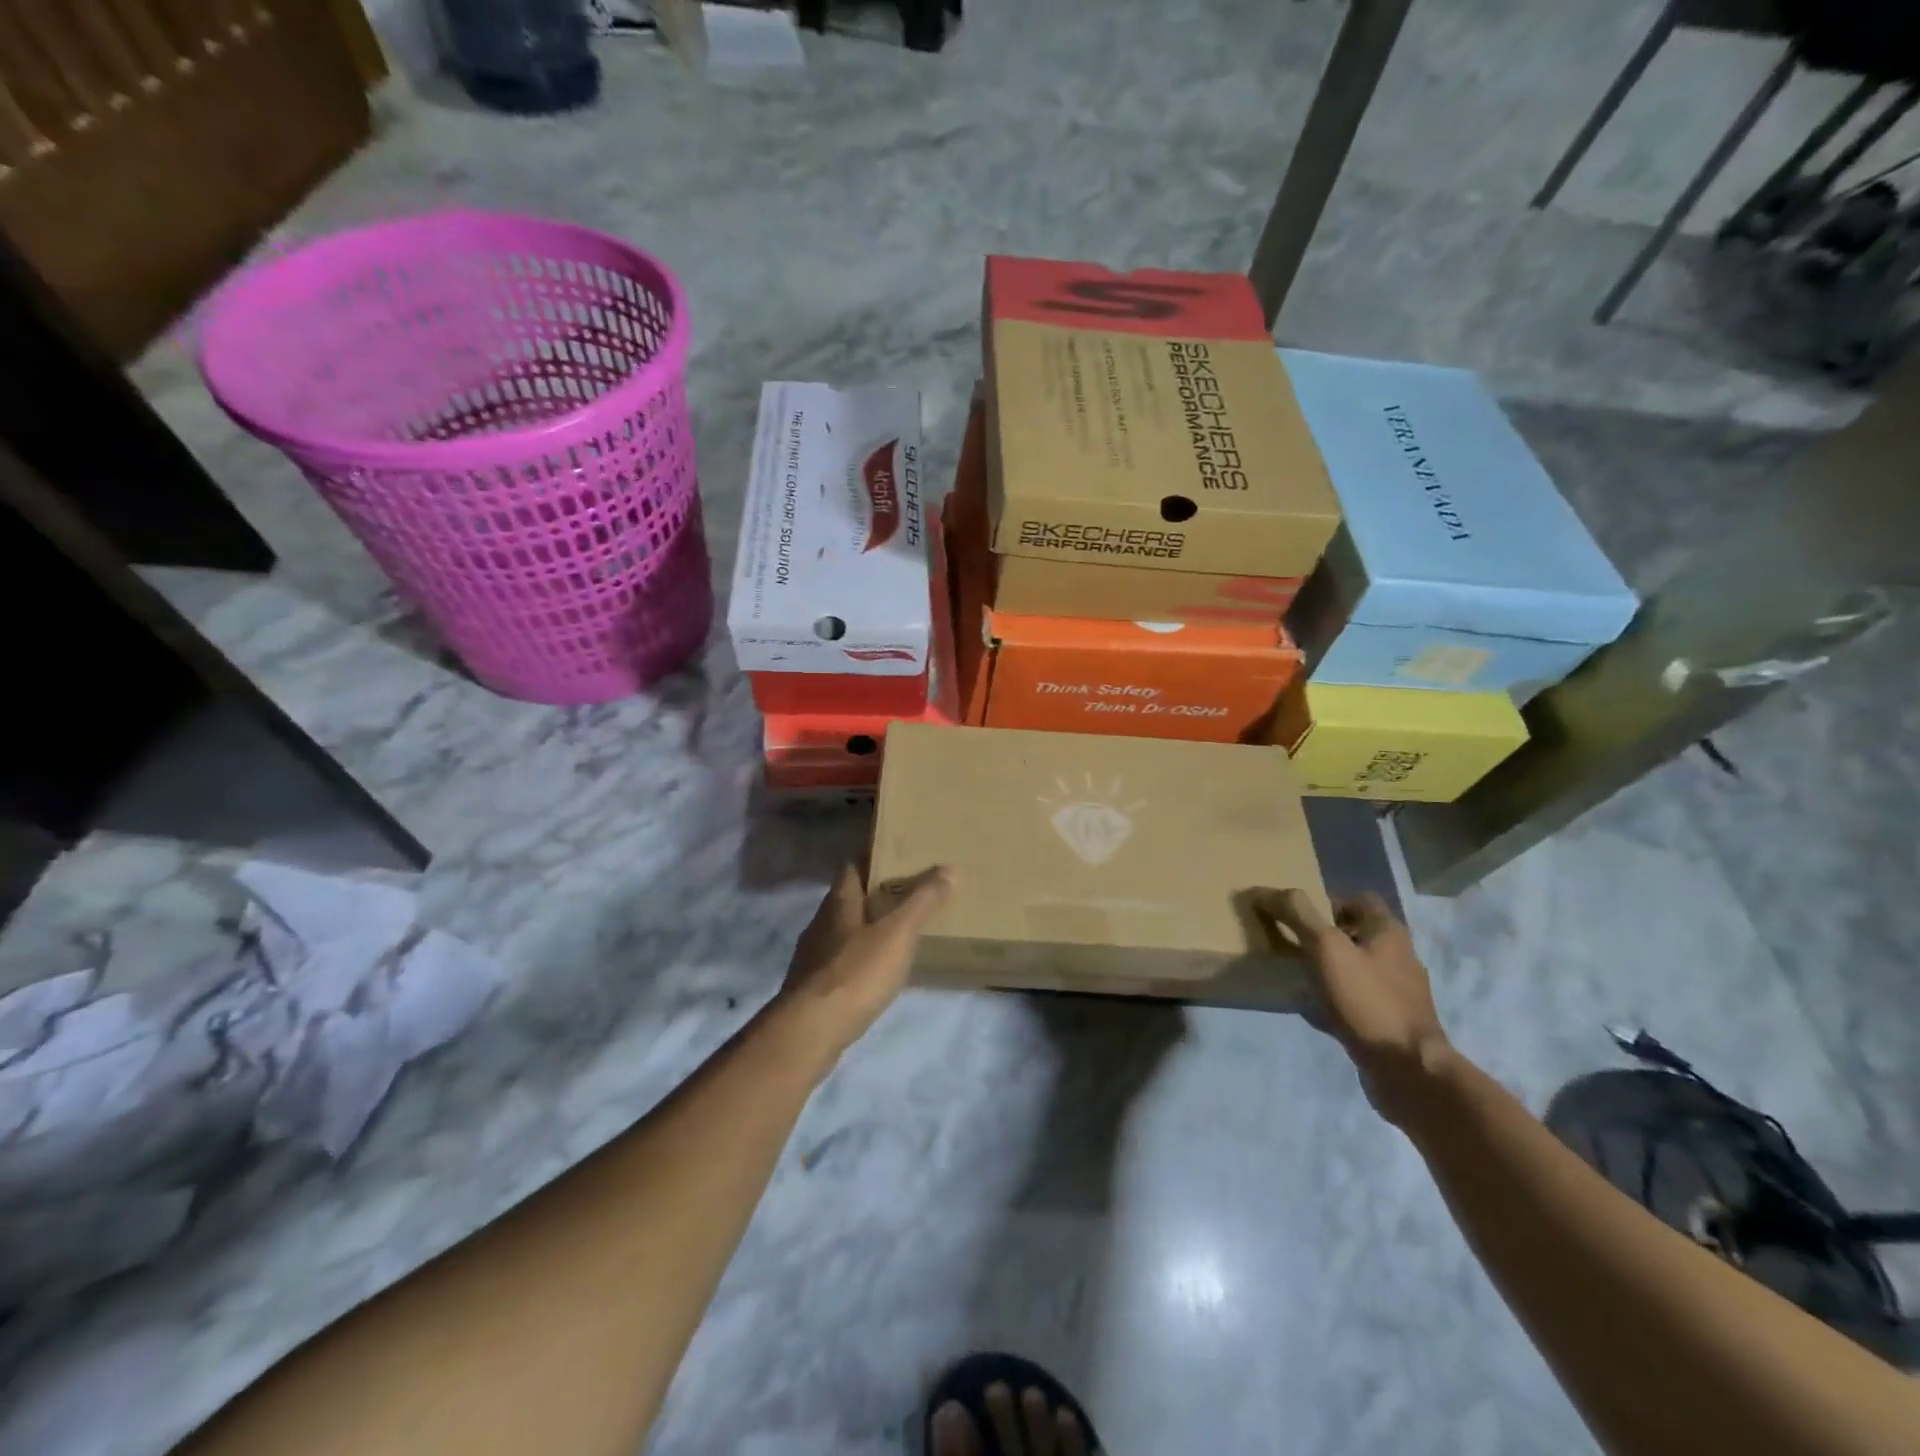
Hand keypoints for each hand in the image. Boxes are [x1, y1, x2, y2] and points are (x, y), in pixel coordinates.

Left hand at [772, 864, 952, 1065]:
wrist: (810, 1031)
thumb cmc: (855, 972)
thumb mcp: (898, 933)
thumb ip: (922, 900)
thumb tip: (949, 868)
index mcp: (839, 902)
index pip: (852, 866)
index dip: (871, 857)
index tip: (896, 854)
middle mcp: (821, 923)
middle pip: (847, 899)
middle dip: (873, 894)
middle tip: (907, 893)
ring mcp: (813, 957)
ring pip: (843, 931)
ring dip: (866, 928)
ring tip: (897, 933)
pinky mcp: (814, 988)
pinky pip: (841, 962)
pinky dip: (859, 960)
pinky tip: (877, 973)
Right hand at [1256, 890, 1451, 1124]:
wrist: (1407, 1070)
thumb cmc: (1367, 999)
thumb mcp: (1326, 947)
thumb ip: (1296, 914)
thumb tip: (1263, 890)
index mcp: (1388, 931)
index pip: (1357, 899)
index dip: (1325, 901)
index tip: (1296, 915)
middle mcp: (1398, 956)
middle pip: (1354, 933)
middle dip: (1322, 937)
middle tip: (1289, 943)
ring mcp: (1397, 991)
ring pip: (1353, 967)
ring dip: (1326, 968)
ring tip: (1295, 976)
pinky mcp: (1391, 1021)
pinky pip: (1356, 999)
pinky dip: (1333, 999)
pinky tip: (1312, 1010)